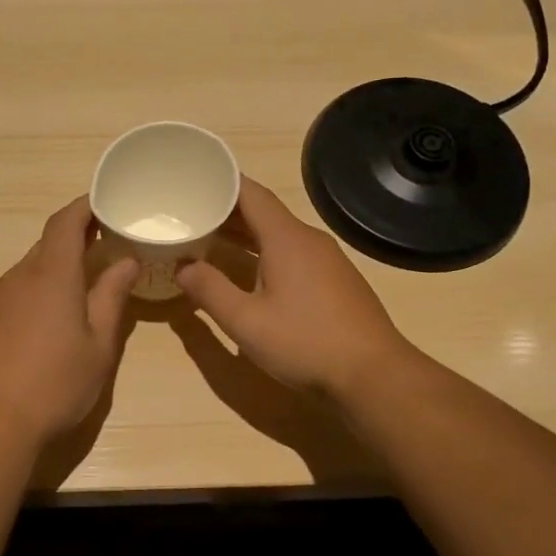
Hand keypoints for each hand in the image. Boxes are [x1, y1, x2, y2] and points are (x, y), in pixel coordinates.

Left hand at [0, 197, 139, 448]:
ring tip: (79, 288)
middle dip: (75, 239)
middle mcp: (19, 277)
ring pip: (29, 269)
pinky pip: (13, 292)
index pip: (65, 222)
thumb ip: (112, 296)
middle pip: (47, 244)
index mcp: (51, 275)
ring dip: (54, 268)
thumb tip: (126, 261)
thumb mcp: (99, 345)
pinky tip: (46, 322)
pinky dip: (34, 291)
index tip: (105, 205)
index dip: (84, 207)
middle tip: (104, 248)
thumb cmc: (57, 384)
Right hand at [177, 176, 412, 400]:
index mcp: (286, 239)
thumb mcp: (246, 321)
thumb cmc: (305, 343)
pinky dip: (265, 252)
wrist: (373, 374)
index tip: (193, 180)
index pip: (251, 194)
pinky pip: (293, 253)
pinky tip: (250, 272)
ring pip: (279, 235)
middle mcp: (309, 240)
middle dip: (226, 211)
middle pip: (264, 212)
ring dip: (245, 234)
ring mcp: (327, 260)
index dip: (221, 183)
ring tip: (210, 240)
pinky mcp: (335, 281)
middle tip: (190, 214)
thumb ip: (210, 291)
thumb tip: (182, 267)